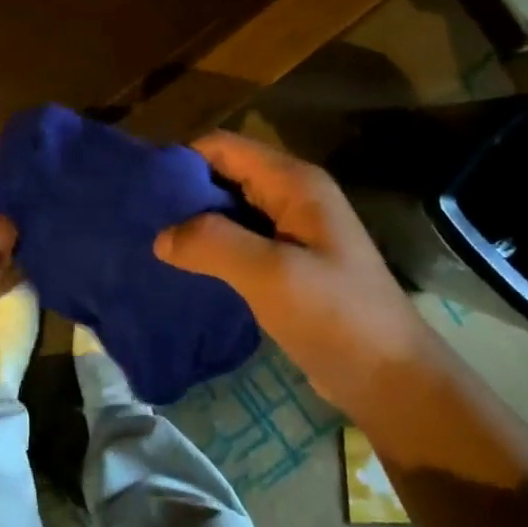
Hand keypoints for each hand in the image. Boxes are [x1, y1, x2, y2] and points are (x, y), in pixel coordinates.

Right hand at [153, 130, 432, 410]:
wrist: (390, 379)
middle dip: (182, 192)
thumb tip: (160, 236)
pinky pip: (238, 242)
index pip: (224, 147)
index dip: (182, 159)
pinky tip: (181, 268)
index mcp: (294, 183)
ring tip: (150, 242)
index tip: (141, 187)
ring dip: (193, 223)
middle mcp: (291, 197)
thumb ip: (213, 244)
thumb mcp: (271, 275)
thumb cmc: (336, 316)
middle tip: (138, 219)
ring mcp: (290, 231)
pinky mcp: (286, 264)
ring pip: (228, 211)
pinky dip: (209, 249)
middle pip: (224, 175)